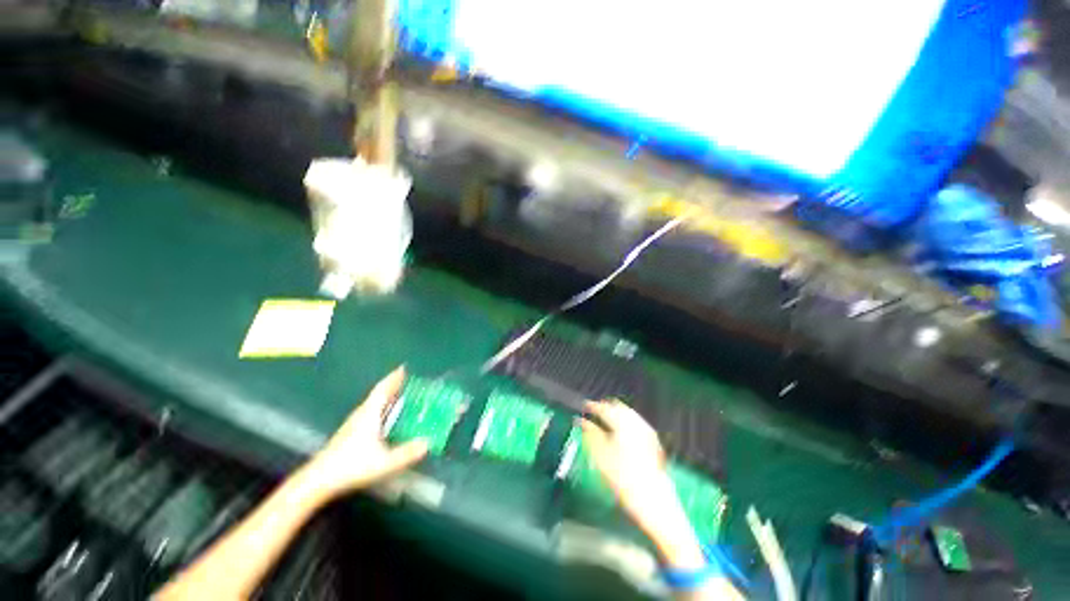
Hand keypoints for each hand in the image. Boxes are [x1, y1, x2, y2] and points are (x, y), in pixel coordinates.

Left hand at [306, 366, 427, 499]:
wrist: (317, 481)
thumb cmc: (350, 466)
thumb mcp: (383, 462)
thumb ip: (406, 453)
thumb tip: (428, 442)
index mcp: (369, 414)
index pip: (383, 389)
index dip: (394, 378)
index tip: (404, 367)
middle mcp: (361, 414)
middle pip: (378, 394)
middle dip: (392, 385)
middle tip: (407, 379)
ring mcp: (354, 424)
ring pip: (373, 403)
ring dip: (386, 396)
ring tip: (400, 394)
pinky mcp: (350, 434)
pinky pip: (370, 412)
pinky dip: (381, 407)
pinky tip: (385, 417)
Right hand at [580, 400, 703, 568]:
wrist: (656, 504)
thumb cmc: (624, 480)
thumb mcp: (601, 457)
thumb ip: (590, 434)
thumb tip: (580, 421)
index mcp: (623, 423)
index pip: (604, 408)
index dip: (592, 406)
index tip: (583, 407)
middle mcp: (637, 423)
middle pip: (618, 407)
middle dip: (605, 408)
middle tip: (593, 414)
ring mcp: (647, 432)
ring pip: (629, 414)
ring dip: (616, 414)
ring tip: (604, 422)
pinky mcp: (654, 442)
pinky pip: (637, 423)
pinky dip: (626, 422)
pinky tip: (621, 432)